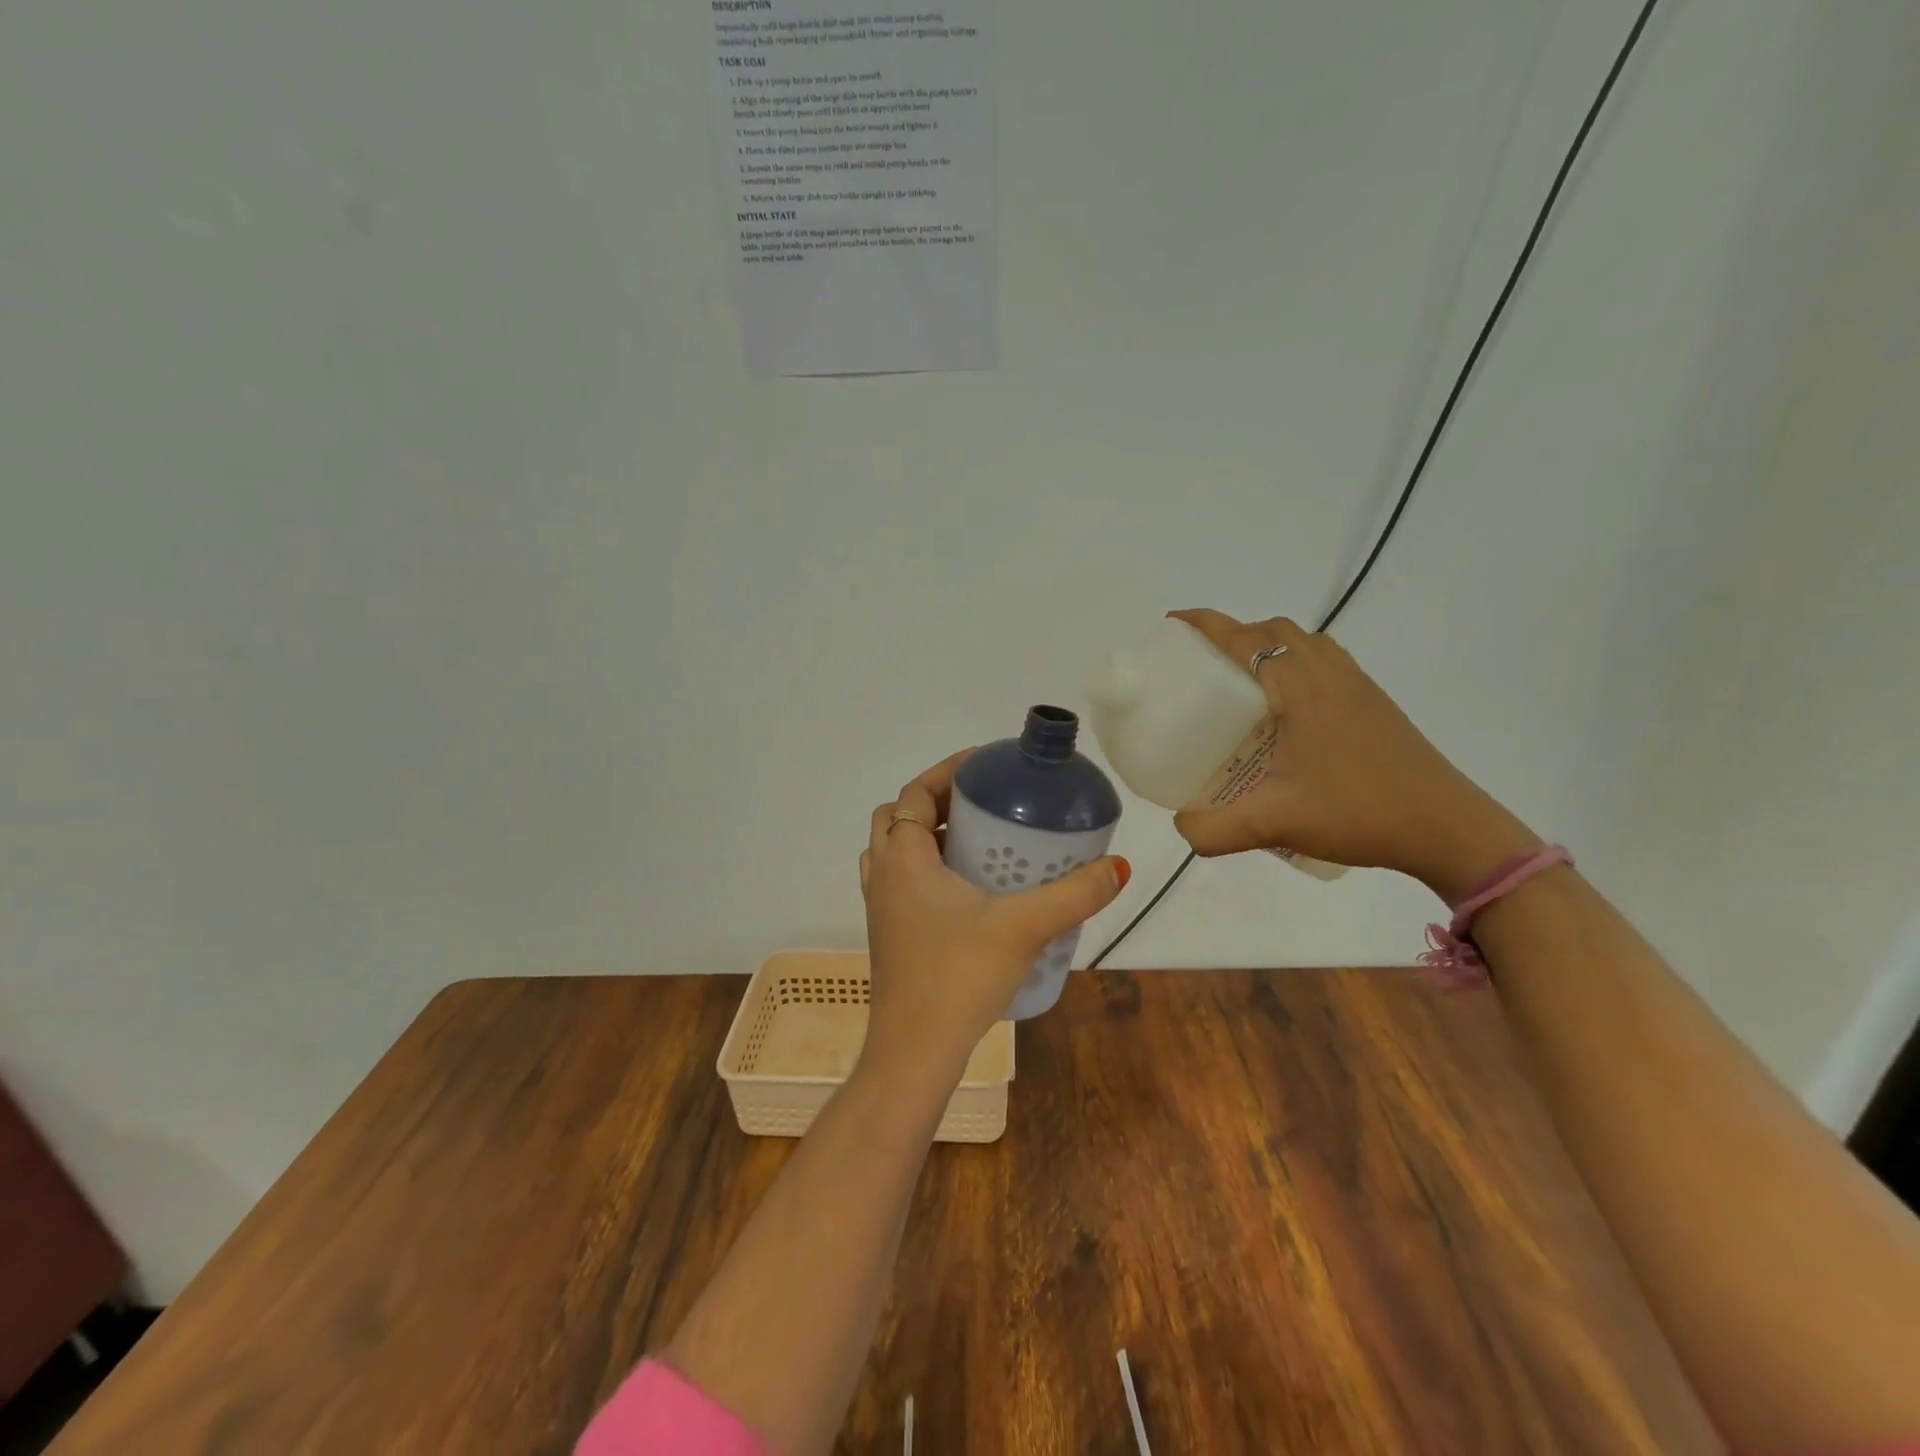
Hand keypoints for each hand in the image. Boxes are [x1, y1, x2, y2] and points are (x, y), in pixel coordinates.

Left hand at [859, 751, 1128, 1082]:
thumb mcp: (1024, 928)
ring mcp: (880, 907)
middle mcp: (883, 875)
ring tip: (973, 840)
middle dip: (934, 801)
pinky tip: (964, 891)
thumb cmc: (959, 977)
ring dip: (924, 835)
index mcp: (904, 859)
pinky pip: (898, 881)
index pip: (914, 794)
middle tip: (980, 803)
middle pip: (898, 817)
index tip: (982, 763)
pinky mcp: (887, 934)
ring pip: (893, 851)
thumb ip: (1074, 895)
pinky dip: (922, 868)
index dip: (945, 771)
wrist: (914, 1052)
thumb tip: (1118, 867)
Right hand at [1168, 610, 1539, 901]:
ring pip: (1305, 643)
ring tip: (1240, 681)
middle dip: (1233, 633)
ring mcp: (1357, 686)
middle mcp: (1329, 673)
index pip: (1245, 639)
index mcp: (1301, 687)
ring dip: (1268, 645)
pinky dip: (1295, 663)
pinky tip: (1285, 709)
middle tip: (1202, 663)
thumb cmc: (1359, 812)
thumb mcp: (1275, 824)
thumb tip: (1181, 827)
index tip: (1173, 623)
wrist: (1449, 829)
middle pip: (1275, 630)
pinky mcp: (1373, 704)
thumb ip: (1214, 829)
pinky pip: (1325, 662)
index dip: (1206, 625)